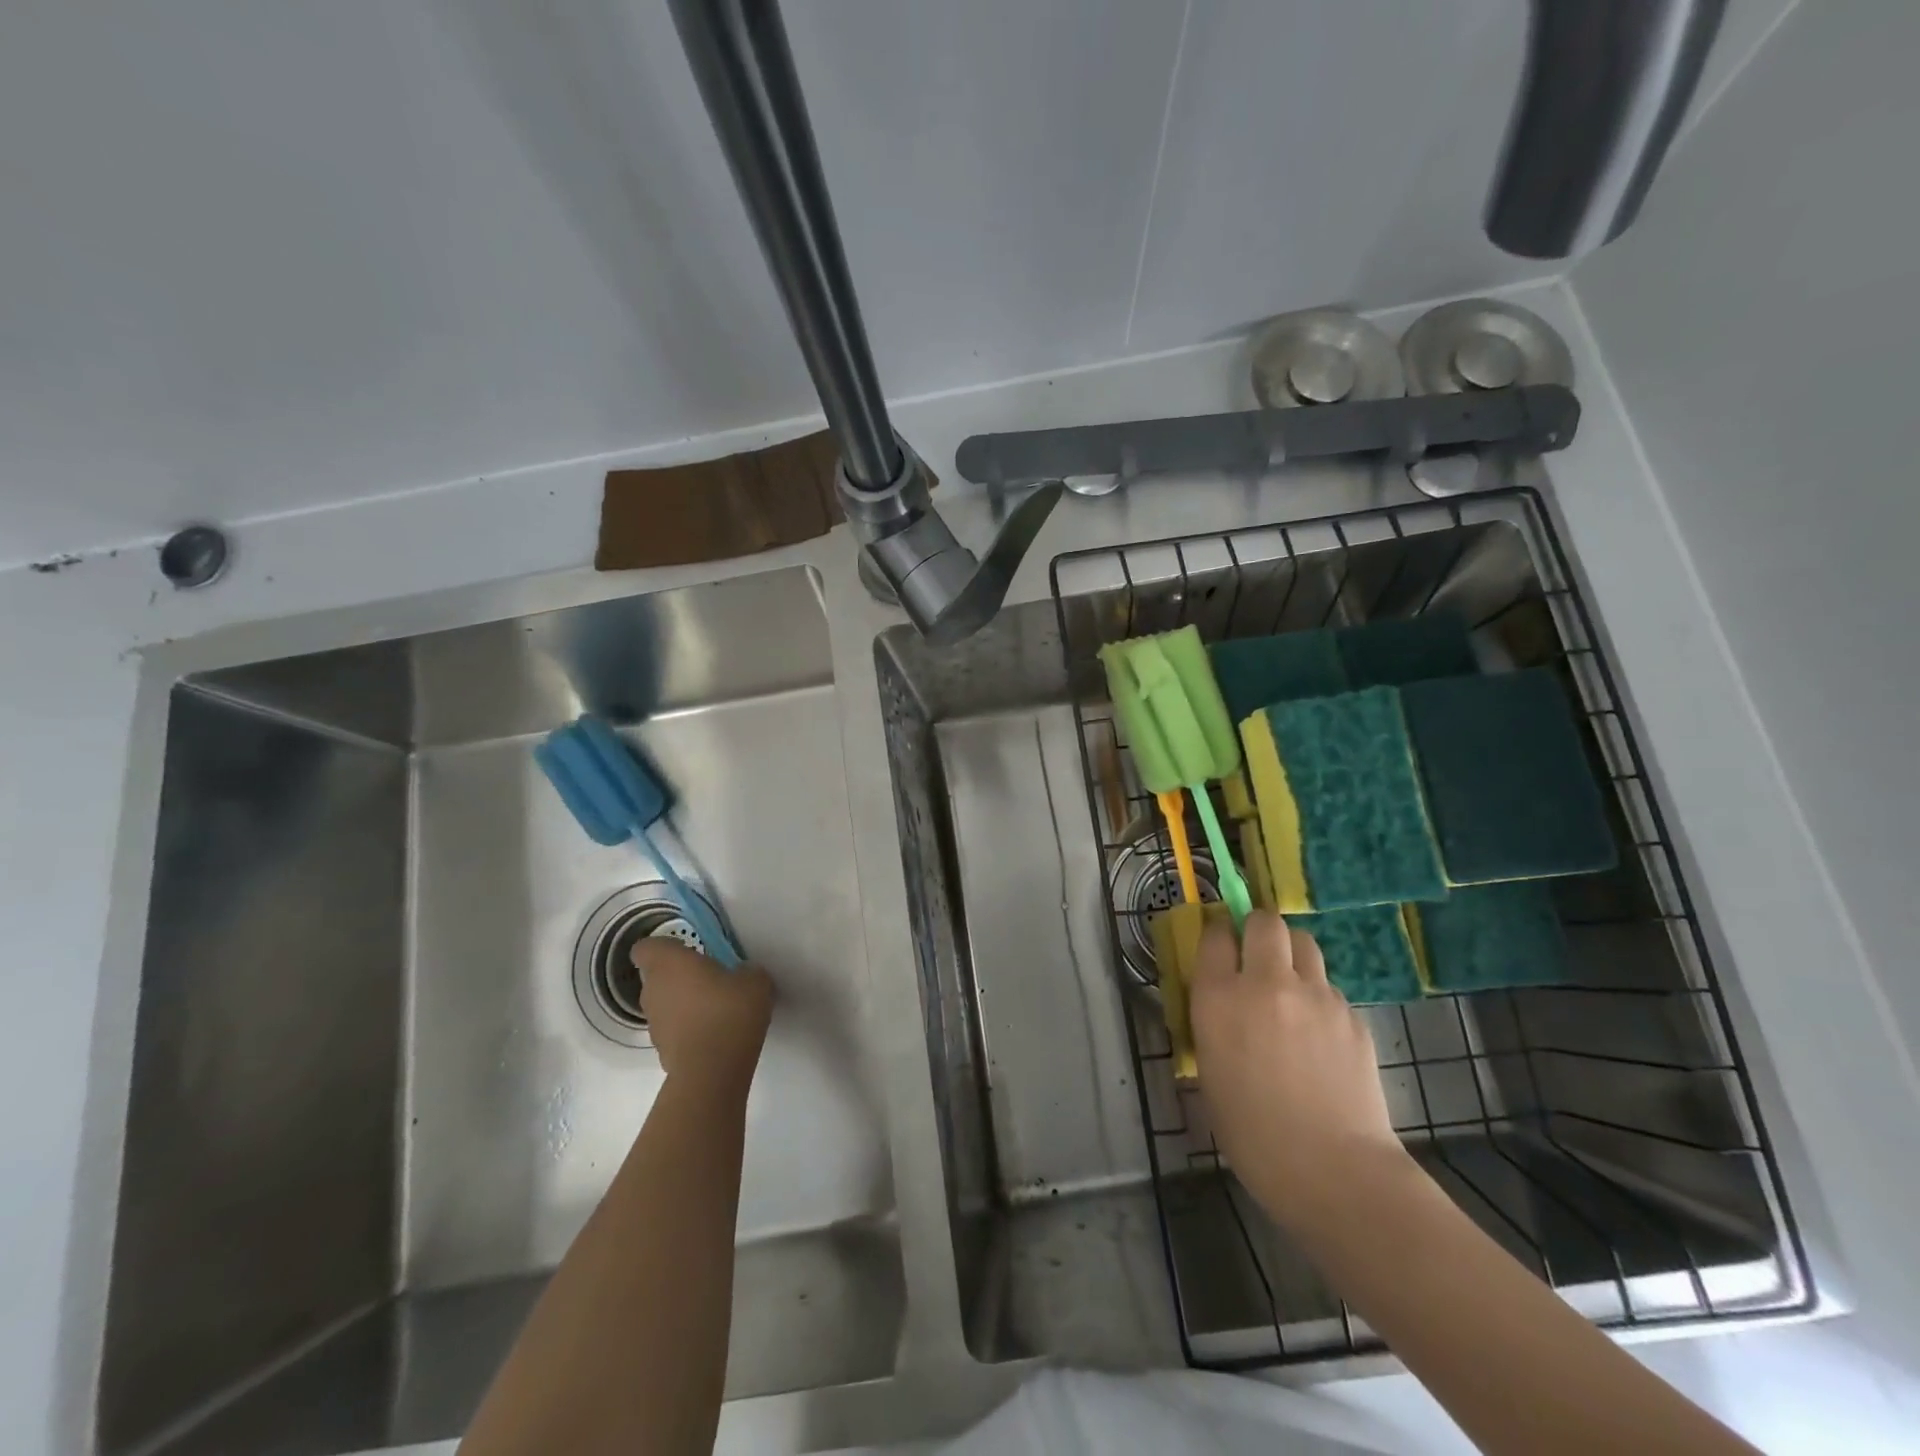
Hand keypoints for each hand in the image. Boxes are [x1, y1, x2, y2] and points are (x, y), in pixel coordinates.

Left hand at [635, 940, 771, 1089]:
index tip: (684, 951)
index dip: (663, 948)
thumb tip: (742, 976)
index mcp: (668, 963)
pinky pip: (673, 1029)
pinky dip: (687, 1029)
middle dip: (679, 976)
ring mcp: (653, 1023)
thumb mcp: (755, 980)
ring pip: (664, 1003)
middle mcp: (653, 989)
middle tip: (709, 979)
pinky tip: (714, 1035)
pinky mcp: (660, 1050)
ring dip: (683, 1004)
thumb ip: (745, 971)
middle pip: (656, 976)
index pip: (646, 947)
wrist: (713, 1071)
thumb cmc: (729, 1011)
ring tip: (715, 1010)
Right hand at [1189, 911, 1407, 1232]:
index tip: (1220, 947)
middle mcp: (1266, 982)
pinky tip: (1321, 1039)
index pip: (1215, 934)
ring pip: (1304, 944)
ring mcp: (1316, 994)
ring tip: (1291, 990)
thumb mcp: (1210, 1072)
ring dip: (1292, 955)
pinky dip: (1320, 999)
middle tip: (1257, 956)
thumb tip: (1222, 1004)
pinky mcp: (1352, 1014)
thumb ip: (1214, 1024)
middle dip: (1258, 929)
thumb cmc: (1253, 1134)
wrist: (1334, 1171)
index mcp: (1219, 997)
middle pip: (1265, 921)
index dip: (1217, 935)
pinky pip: (1330, 988)